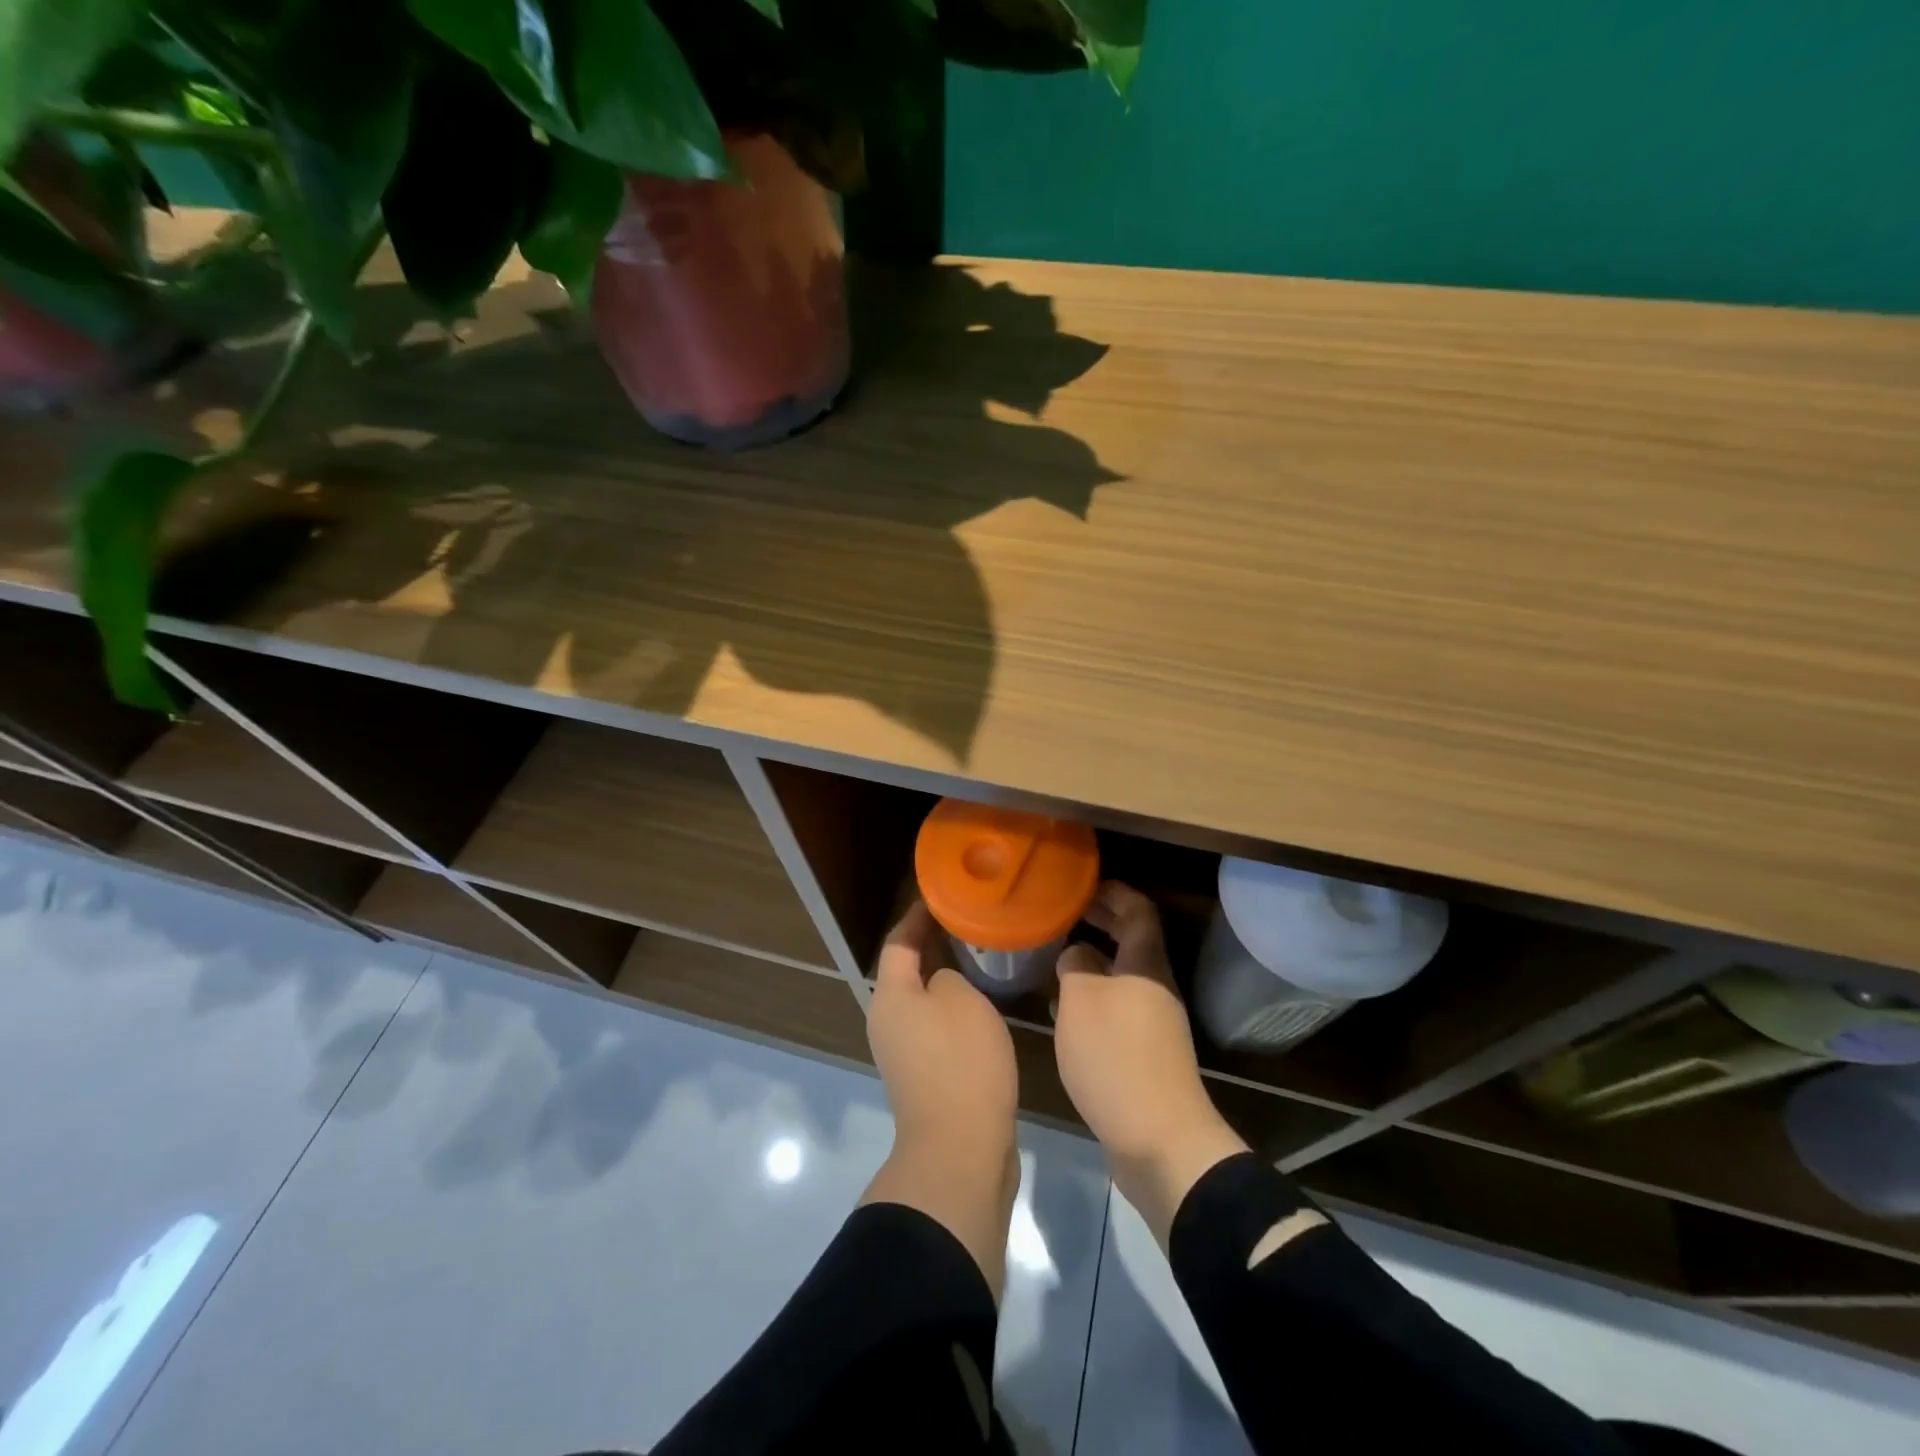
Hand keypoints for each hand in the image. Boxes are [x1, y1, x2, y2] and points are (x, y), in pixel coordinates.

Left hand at [867, 901, 1019, 1150]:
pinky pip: (937, 1028)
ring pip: (925, 1001)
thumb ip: (949, 975)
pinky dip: (955, 1010)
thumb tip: (943, 984)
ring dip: (947, 978)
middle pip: (907, 971)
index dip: (917, 916)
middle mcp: (888, 1022)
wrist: (961, 1151)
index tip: (941, 896)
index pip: (898, 941)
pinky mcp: (925, 1078)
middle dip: (934, 945)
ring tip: (981, 957)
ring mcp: (905, 1054)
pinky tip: (985, 1004)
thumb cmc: (960, 1062)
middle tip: (969, 923)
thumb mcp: (961, 999)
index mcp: (890, 997)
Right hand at [1054, 882, 1247, 1244]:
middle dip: (1102, 922)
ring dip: (1093, 961)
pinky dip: (1093, 996)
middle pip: (1133, 940)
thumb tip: (1077, 952)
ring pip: (1122, 975)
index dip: (1114, 892)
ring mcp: (1153, 1022)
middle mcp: (1155, 987)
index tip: (1082, 885)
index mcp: (1146, 964)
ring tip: (1056, 957)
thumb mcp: (1081, 999)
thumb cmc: (1116, 1055)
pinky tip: (1066, 1009)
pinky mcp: (1145, 1054)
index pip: (1139, 909)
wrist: (1158, 1139)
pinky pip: (1118, 1007)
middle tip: (1065, 913)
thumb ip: (1075, 964)